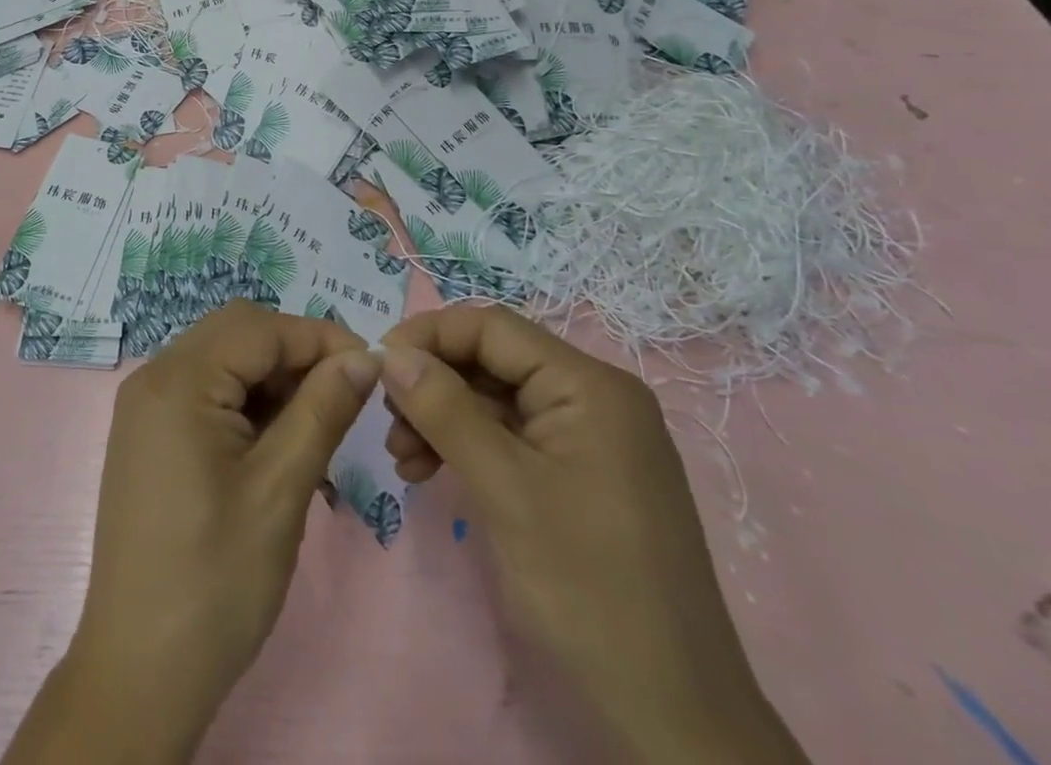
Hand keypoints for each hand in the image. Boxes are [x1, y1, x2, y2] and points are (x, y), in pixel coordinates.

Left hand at [3, 302, 380, 764]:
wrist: (140, 670)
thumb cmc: (216, 580)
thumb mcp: (281, 489)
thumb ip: (322, 410)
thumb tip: (363, 357)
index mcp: (178, 380)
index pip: (260, 328)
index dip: (319, 338)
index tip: (371, 369)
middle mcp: (154, 376)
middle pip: (237, 333)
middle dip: (294, 354)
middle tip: (341, 398)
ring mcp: (145, 405)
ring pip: (222, 359)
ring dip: (271, 379)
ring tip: (313, 428)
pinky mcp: (148, 433)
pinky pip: (204, 390)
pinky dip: (244, 402)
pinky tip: (275, 443)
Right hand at [379, 307, 809, 764]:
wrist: (674, 721)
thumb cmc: (588, 590)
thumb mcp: (503, 488)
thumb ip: (443, 408)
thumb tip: (390, 352)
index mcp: (589, 386)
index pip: (492, 328)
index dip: (429, 336)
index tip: (377, 365)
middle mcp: (594, 398)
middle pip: (492, 362)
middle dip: (433, 385)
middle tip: (387, 421)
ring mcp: (591, 439)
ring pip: (496, 400)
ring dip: (443, 418)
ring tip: (403, 457)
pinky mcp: (582, 476)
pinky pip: (512, 438)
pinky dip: (467, 447)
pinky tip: (430, 471)